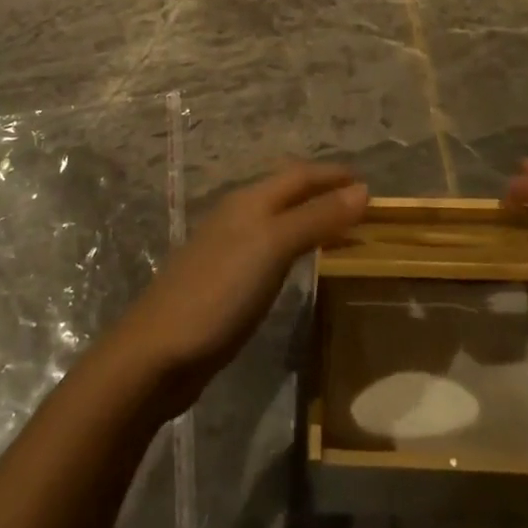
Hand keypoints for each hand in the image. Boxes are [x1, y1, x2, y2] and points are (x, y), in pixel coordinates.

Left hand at [110, 163, 368, 418]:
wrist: (158, 352)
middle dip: (322, 191)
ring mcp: (227, 247)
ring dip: (310, 217)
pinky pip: (270, 247)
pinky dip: (295, 244)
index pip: (299, 174)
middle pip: (287, 191)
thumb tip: (363, 190)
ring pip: (278, 218)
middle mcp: (238, 215)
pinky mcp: (223, 279)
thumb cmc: (220, 292)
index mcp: (250, 201)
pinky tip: (300, 263)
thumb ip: (316, 218)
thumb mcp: (273, 248)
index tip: (368, 183)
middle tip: (360, 204)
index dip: (333, 174)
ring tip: (340, 229)